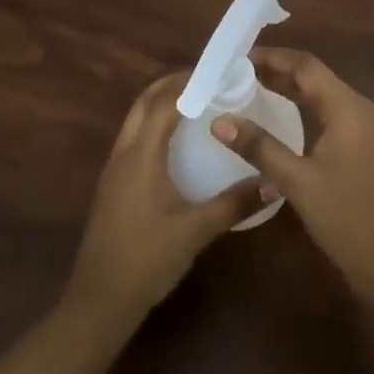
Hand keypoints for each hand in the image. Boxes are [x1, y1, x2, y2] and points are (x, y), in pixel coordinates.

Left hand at [65, 71, 274, 322]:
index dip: (189, 83)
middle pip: (144, 102)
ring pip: (136, 119)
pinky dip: (154, 124)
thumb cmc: (146, 259)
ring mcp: (114, 168)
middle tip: (209, 81)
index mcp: (141, 155)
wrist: (99, 301)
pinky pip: (134, 137)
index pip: (164, 102)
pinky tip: (177, 141)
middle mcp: (124, 152)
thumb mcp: (195, 231)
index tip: (219, 73)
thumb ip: (234, 204)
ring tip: (197, 102)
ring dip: (161, 103)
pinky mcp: (114, 184)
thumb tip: (274, 183)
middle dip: (173, 85)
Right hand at [211, 48, 373, 309]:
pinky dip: (310, 109)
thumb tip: (219, 121)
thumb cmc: (347, 221)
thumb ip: (259, 147)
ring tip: (255, 89)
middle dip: (280, 72)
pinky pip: (337, 114)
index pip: (307, 66)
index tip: (239, 58)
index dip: (273, 58)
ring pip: (328, 96)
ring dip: (294, 90)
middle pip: (318, 78)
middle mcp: (366, 109)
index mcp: (351, 109)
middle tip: (240, 73)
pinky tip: (288, 118)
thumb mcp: (298, 182)